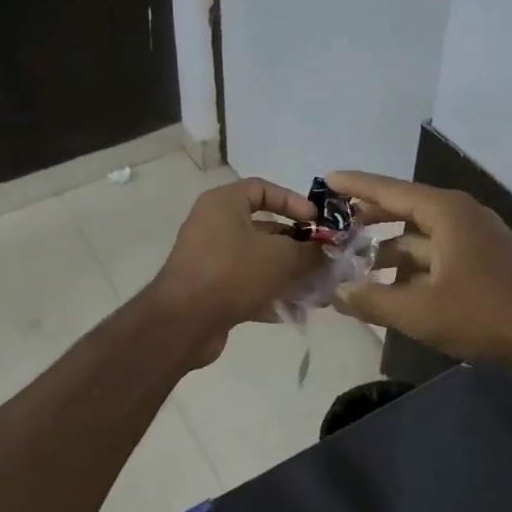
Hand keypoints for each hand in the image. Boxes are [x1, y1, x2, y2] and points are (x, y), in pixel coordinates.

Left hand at [146, 177, 324, 356]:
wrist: (183, 323)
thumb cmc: (232, 273)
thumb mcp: (280, 257)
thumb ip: (310, 251)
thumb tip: (328, 251)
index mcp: (223, 204)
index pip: (262, 188)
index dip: (293, 201)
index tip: (316, 222)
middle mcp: (214, 226)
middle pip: (264, 228)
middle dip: (298, 246)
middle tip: (325, 261)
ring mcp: (211, 259)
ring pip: (258, 261)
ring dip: (289, 275)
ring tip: (318, 291)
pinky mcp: (211, 290)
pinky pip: (247, 285)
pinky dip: (270, 295)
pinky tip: (296, 312)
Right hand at [327, 171, 511, 371]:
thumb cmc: (483, 314)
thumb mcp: (420, 311)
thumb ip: (372, 300)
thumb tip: (337, 291)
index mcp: (445, 212)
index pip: (389, 190)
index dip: (356, 185)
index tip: (326, 180)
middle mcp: (460, 215)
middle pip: (404, 209)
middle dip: (369, 219)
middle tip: (335, 227)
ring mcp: (475, 237)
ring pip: (420, 235)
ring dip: (389, 248)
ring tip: (355, 266)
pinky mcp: (484, 259)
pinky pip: (437, 252)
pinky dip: (412, 264)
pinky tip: (391, 286)